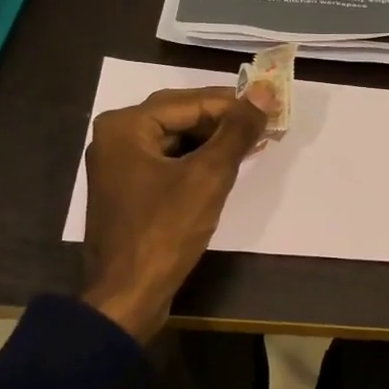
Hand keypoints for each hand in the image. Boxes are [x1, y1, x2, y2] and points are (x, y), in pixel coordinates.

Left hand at [79, 85, 268, 341]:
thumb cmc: (165, 231)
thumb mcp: (208, 176)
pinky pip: (168, 161)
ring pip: (175, 139)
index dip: (234, 104)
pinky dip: (197, 160)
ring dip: (213, 140)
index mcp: (126, 126)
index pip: (190, 102)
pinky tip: (226, 165)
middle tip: (265, 122)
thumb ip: (237, 132)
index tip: (272, 105)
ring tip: (254, 142)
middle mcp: (116, 137)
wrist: (127, 295)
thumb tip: (263, 92)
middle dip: (224, 120)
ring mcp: (119, 165)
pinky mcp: (128, 190)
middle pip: (179, 116)